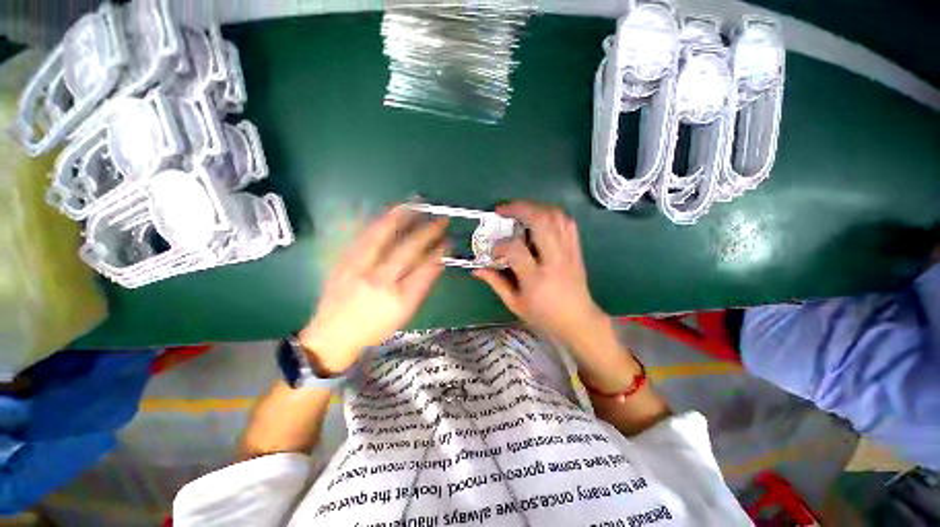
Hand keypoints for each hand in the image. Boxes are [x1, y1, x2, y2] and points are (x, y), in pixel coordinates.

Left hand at [299, 207, 447, 375]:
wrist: (333, 334)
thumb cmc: (375, 326)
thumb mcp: (405, 312)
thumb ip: (422, 286)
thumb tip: (437, 261)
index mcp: (398, 298)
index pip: (425, 268)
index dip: (439, 252)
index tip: (448, 240)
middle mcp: (379, 280)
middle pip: (408, 249)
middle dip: (428, 231)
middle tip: (441, 220)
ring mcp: (359, 267)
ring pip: (383, 235)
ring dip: (402, 217)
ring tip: (416, 203)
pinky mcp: (344, 260)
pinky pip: (364, 234)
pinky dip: (380, 220)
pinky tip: (389, 212)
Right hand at [473, 202, 607, 344]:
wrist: (579, 321)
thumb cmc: (544, 316)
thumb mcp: (515, 303)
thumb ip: (496, 283)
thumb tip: (476, 269)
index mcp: (535, 278)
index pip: (516, 249)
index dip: (500, 245)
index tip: (493, 251)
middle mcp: (554, 260)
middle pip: (541, 221)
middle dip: (519, 208)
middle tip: (502, 210)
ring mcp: (568, 252)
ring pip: (556, 217)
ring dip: (535, 207)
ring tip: (519, 210)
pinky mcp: (576, 250)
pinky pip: (567, 223)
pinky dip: (552, 214)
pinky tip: (539, 217)